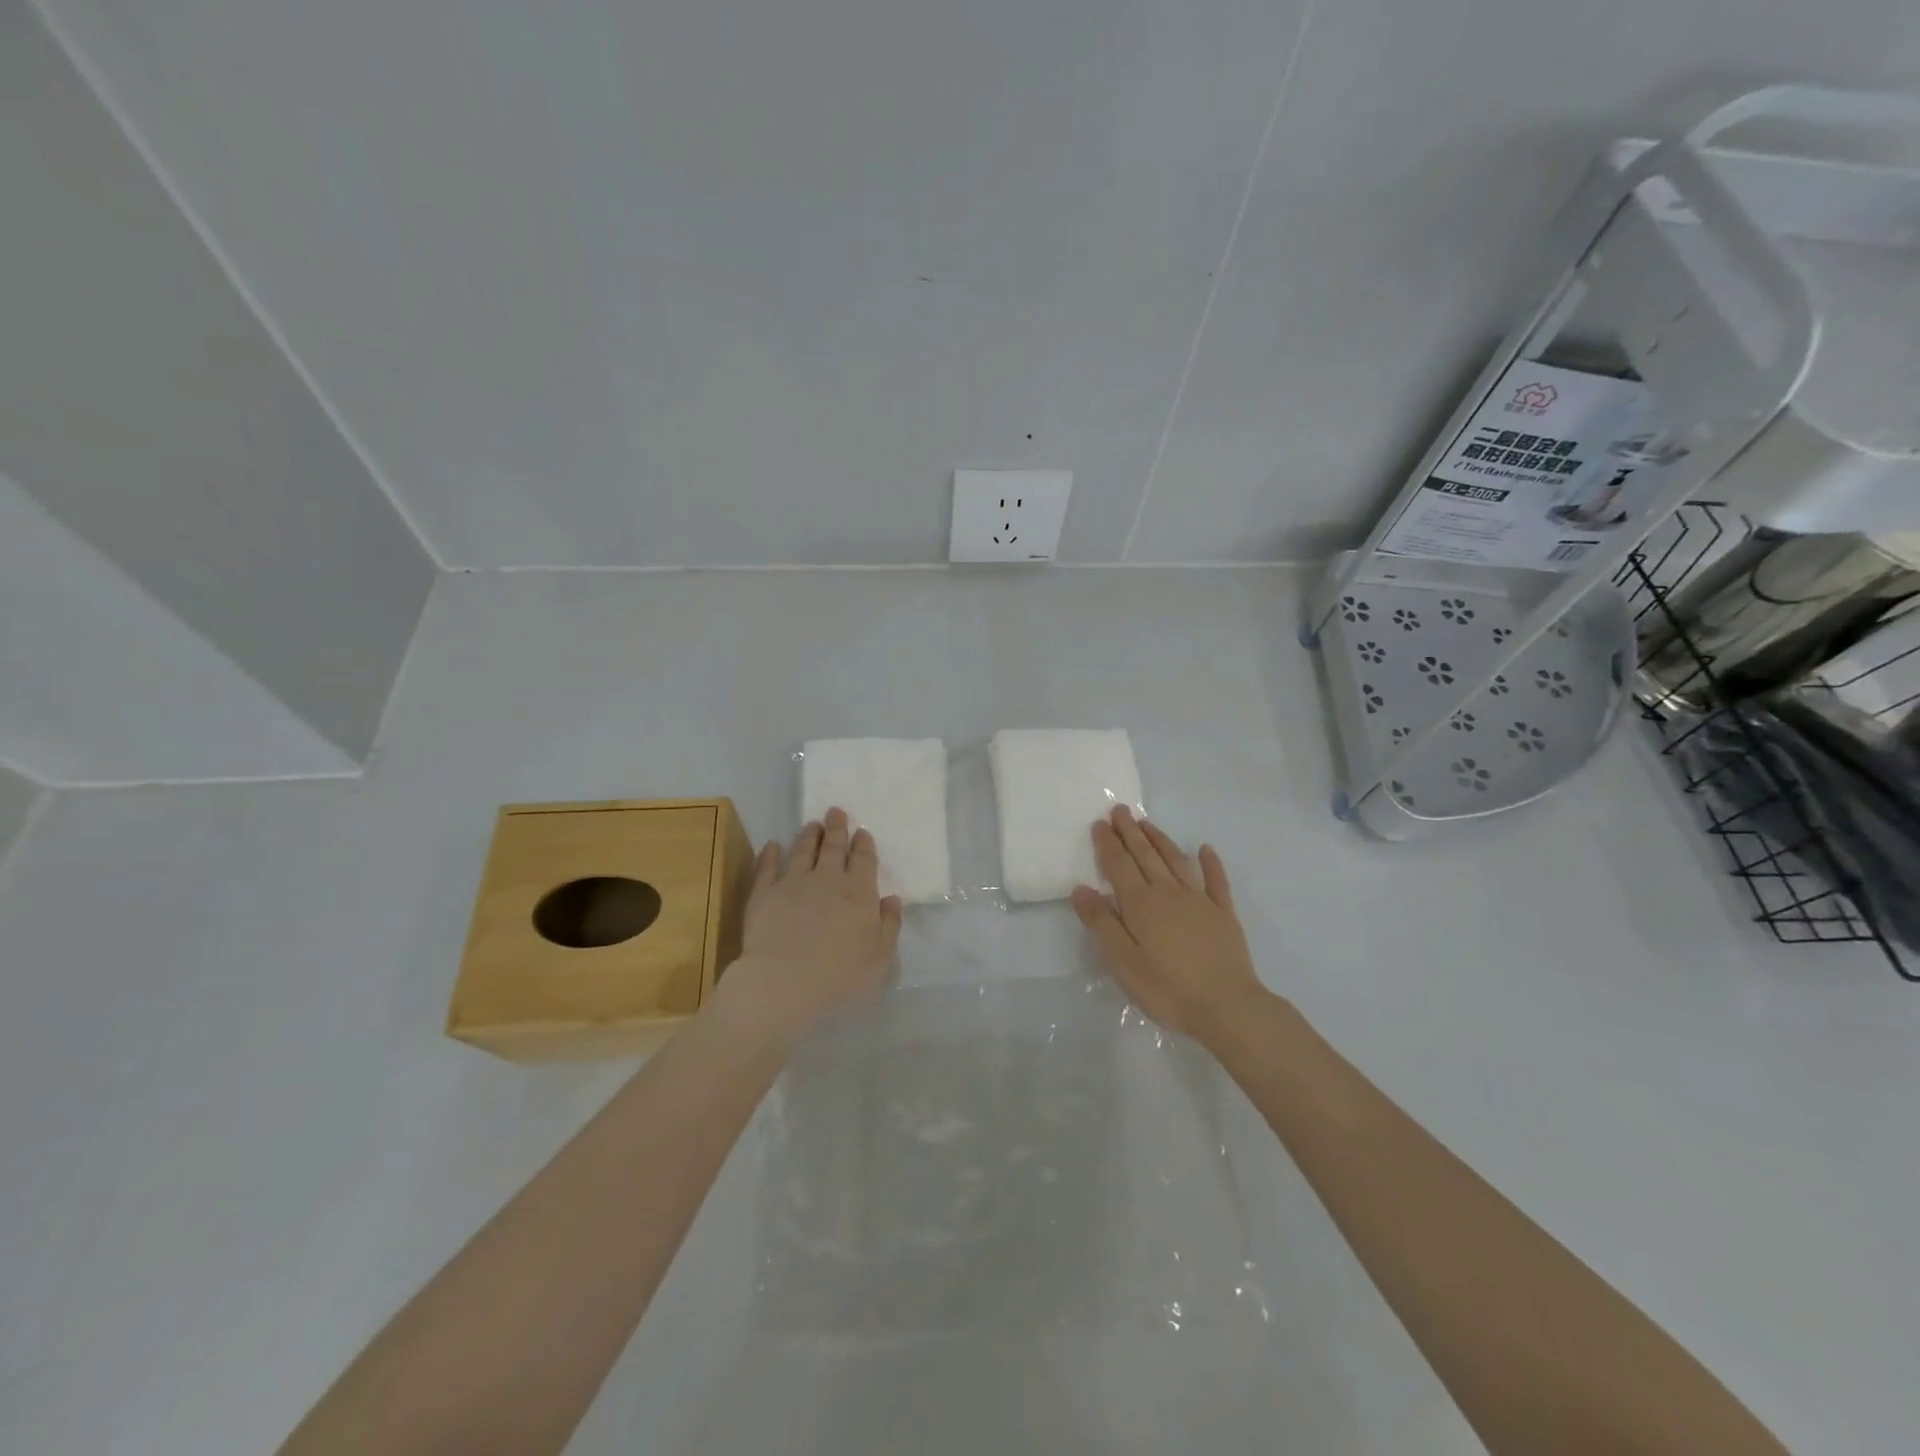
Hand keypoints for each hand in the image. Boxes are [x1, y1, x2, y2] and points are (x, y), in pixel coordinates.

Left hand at [714, 807, 902, 1044]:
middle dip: (837, 828)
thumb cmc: (839, 975)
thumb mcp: (880, 957)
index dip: (863, 844)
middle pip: (834, 847)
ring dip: (809, 835)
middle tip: (836, 811)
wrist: (783, 983)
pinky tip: (773, 845)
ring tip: (812, 824)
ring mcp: (793, 883)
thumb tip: (891, 899)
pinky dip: (770, 853)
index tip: (862, 832)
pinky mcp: (764, 893)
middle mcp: (827, 879)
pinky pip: (767, 867)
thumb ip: (889, 925)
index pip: (863, 860)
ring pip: (803, 850)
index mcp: (859, 893)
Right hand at [1070, 805, 1270, 1048]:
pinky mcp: (1224, 914)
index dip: (1108, 844)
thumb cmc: (1167, 987)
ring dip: (1160, 840)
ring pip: (1176, 861)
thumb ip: (1101, 923)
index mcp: (1141, 904)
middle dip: (1130, 832)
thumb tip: (1081, 888)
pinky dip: (1211, 863)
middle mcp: (1169, 892)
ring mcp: (1200, 901)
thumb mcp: (1122, 961)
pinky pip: (1216, 881)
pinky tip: (1206, 849)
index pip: (1119, 866)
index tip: (1100, 823)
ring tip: (1147, 824)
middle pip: (1146, 856)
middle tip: (1120, 811)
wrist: (1227, 1007)